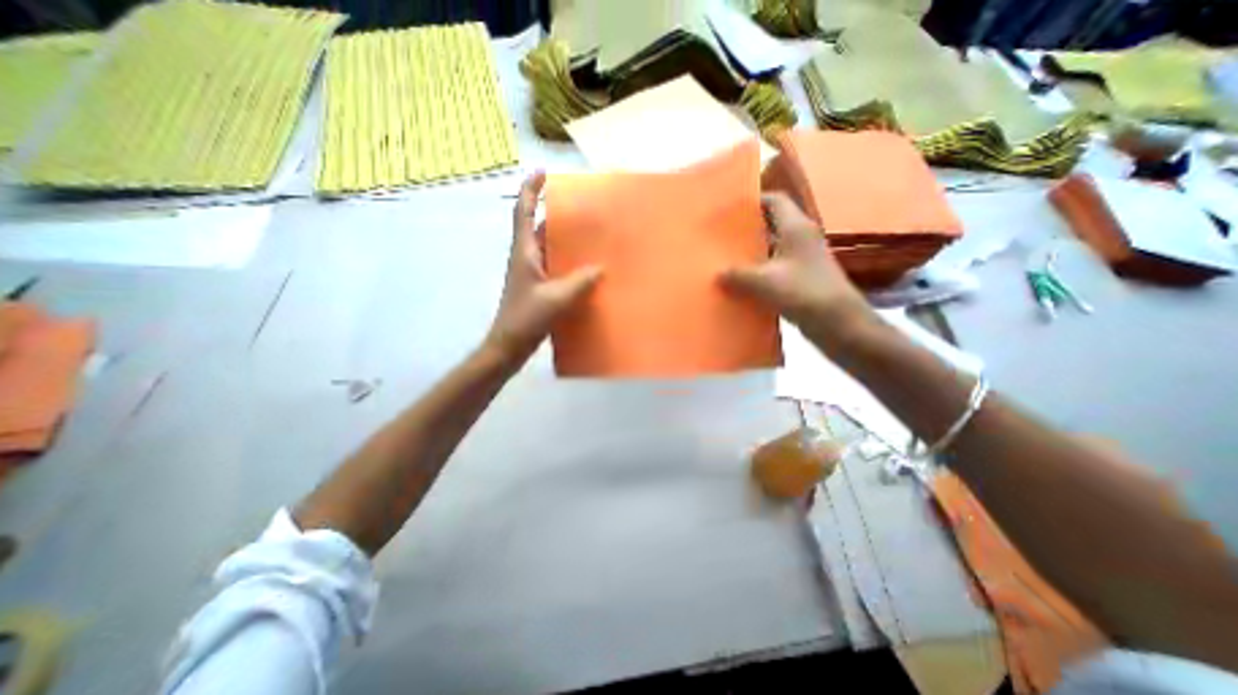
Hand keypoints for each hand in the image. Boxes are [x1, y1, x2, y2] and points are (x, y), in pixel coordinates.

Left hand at [481, 172, 601, 364]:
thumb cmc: (526, 318)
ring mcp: (530, 274)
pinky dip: (566, 262)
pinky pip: (553, 267)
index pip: (523, 212)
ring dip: (563, 240)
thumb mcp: (556, 298)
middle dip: (555, 214)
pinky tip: (584, 269)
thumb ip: (580, 282)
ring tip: (587, 235)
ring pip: (547, 248)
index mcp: (524, 252)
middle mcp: (525, 258)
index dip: (530, 190)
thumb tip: (601, 267)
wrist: (509, 345)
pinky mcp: (537, 288)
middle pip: (537, 227)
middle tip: (581, 209)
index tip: (542, 171)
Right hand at [717, 193, 868, 346]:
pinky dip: (759, 271)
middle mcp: (801, 238)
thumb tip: (717, 273)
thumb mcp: (764, 282)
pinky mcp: (802, 278)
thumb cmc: (803, 292)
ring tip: (726, 258)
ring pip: (773, 248)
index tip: (730, 209)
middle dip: (748, 228)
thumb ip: (738, 275)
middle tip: (722, 235)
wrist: (838, 322)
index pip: (776, 201)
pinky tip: (741, 283)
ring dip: (753, 252)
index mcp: (796, 228)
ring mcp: (803, 259)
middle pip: (773, 224)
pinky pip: (775, 268)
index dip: (754, 200)